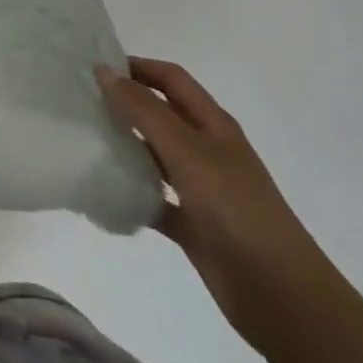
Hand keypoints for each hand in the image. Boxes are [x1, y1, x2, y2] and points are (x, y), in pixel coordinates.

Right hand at [97, 57, 346, 357]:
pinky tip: (104, 191)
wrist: (281, 295)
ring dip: (125, 146)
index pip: (171, 79)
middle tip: (82, 101)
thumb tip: (104, 70)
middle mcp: (207, 150)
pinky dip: (132, 194)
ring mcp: (201, 189)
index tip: (96, 68)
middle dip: (126, 104)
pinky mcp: (193, 226)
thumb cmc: (235, 209)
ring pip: (155, 156)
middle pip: (162, 114)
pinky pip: (154, 200)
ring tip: (85, 139)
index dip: (138, 67)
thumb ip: (144, 110)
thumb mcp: (187, 151)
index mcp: (213, 124)